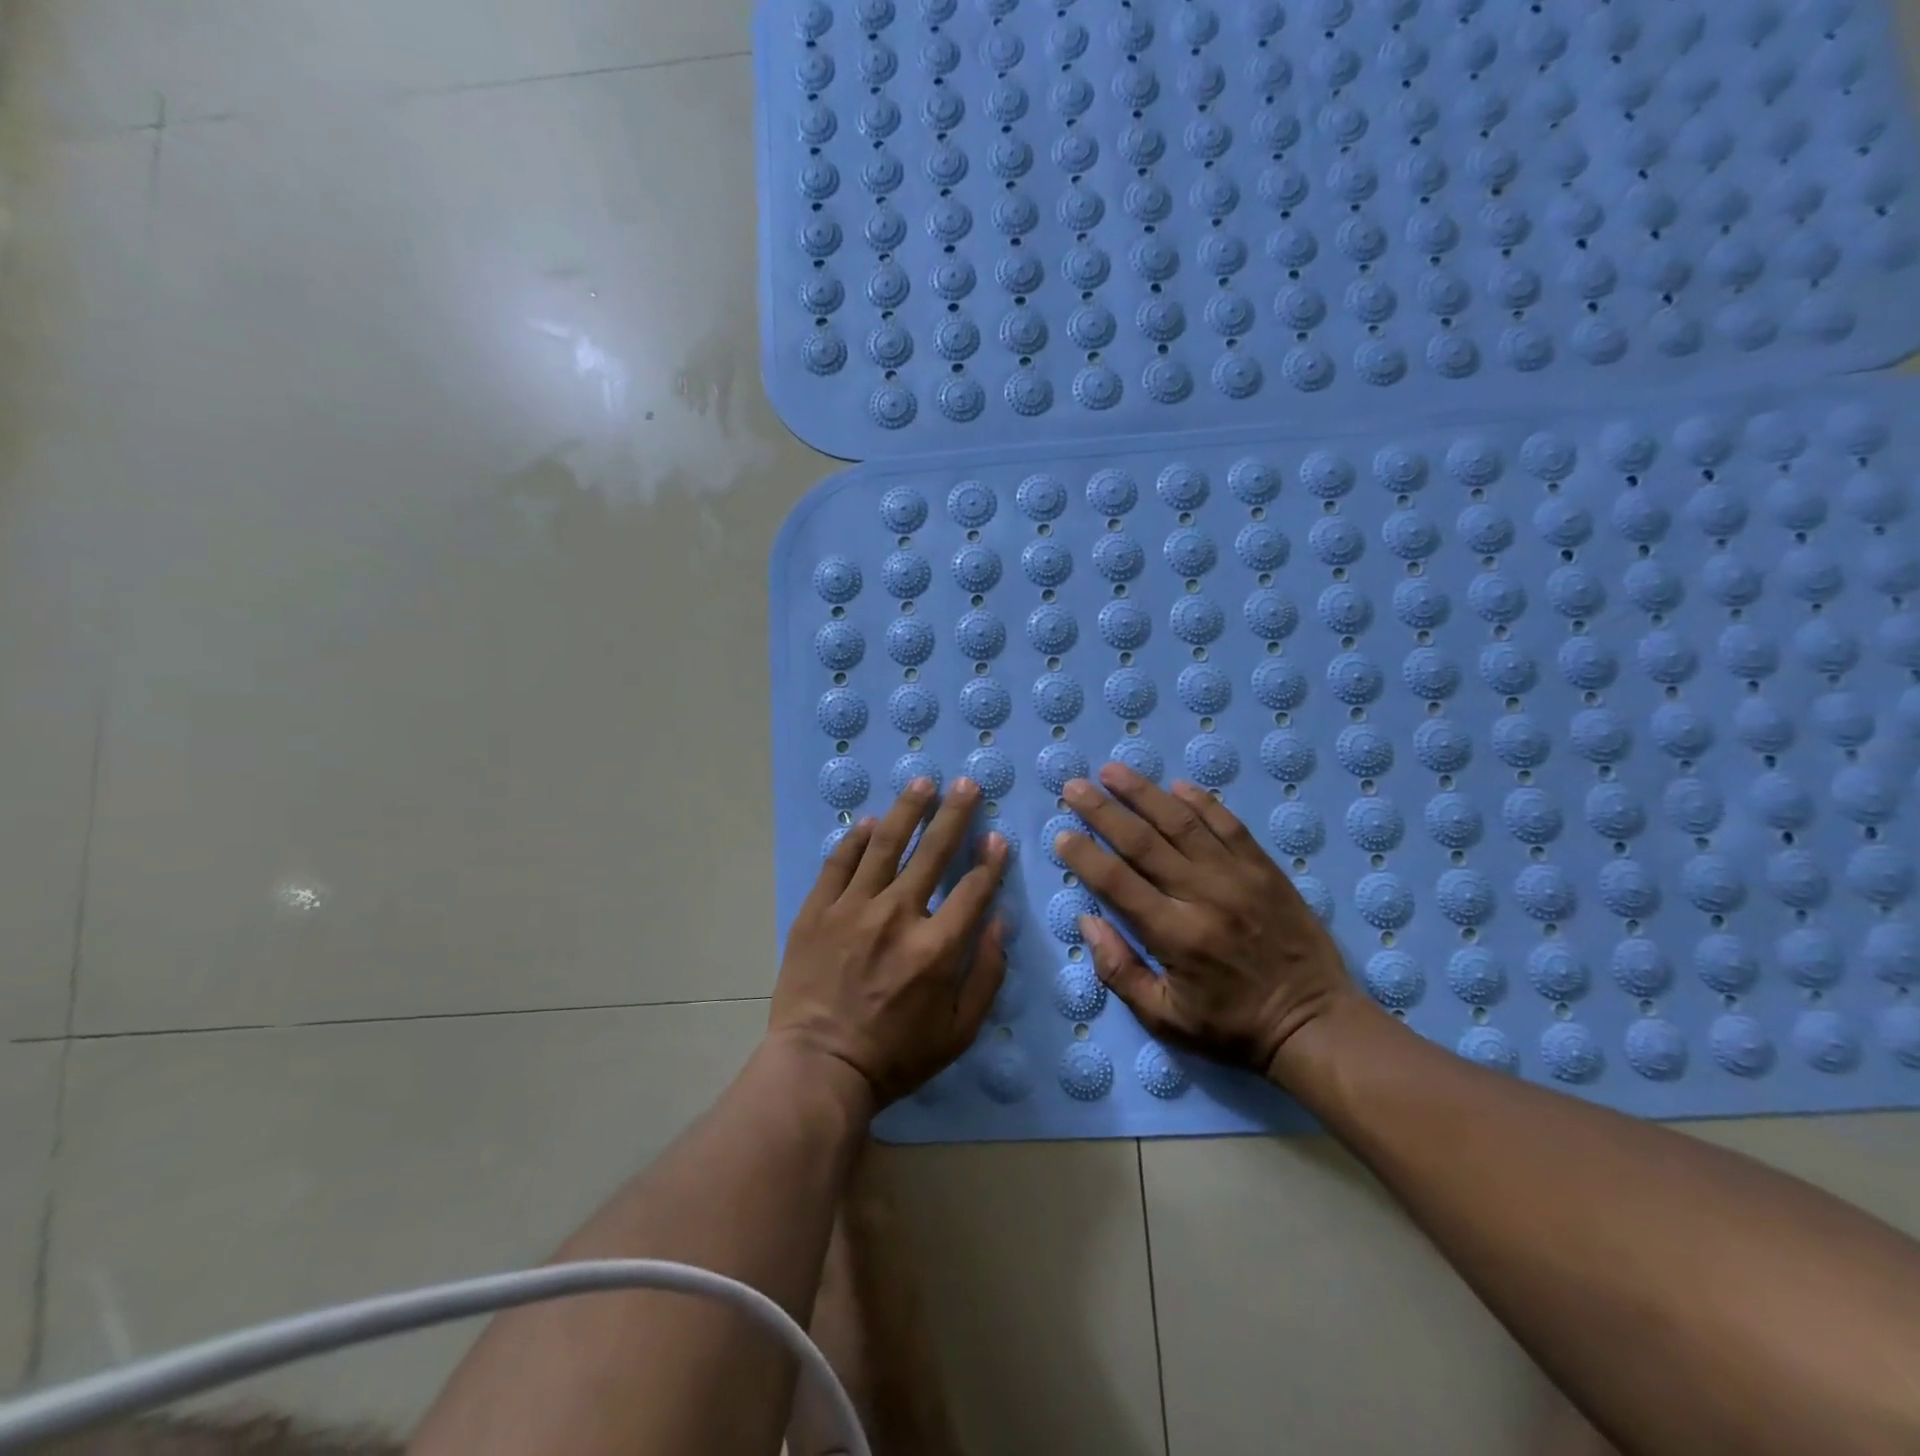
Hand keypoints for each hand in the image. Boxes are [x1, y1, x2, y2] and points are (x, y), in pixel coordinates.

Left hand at [772, 778, 1008, 1106]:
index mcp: (937, 947)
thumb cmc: (895, 1056)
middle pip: (933, 852)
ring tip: (923, 782)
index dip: (989, 861)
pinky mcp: (817, 910)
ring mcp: (853, 908)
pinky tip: (870, 822)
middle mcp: (898, 915)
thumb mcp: (959, 1032)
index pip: (973, 889)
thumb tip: (1000, 922)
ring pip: (885, 844)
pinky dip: (856, 839)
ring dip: (908, 810)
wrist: (818, 1066)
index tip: (996, 837)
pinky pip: (839, 863)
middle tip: (966, 784)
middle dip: (955, 814)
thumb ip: (987, 975)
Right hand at [1053, 763, 1356, 1080]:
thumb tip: (1087, 921)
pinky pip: (1229, 826)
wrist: (1316, 1024)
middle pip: (1143, 842)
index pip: (1117, 883)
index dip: (1085, 856)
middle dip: (1103, 811)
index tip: (1062, 835)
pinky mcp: (1265, 869)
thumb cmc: (1233, 1027)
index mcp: (1176, 936)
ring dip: (1143, 793)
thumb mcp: (1166, 1020)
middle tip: (1074, 787)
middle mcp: (1204, 896)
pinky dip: (1202, 802)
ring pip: (1182, 823)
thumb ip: (1120, 971)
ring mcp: (1238, 877)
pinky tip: (1177, 785)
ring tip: (1112, 770)